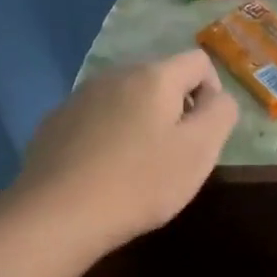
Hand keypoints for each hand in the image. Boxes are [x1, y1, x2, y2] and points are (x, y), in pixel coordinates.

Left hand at [13, 50, 237, 255]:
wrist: (57, 214)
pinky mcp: (55, 123)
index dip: (213, 93)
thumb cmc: (140, 182)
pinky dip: (108, 137)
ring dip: (141, 123)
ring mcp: (79, 97)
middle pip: (160, 79)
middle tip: (174, 156)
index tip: (205, 134)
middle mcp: (115, 74)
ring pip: (126, 100)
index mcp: (154, 76)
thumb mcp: (200, 151)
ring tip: (137, 168)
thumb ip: (221, 114)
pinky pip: (96, 119)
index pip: (199, 61)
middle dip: (176, 110)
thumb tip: (218, 98)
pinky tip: (103, 173)